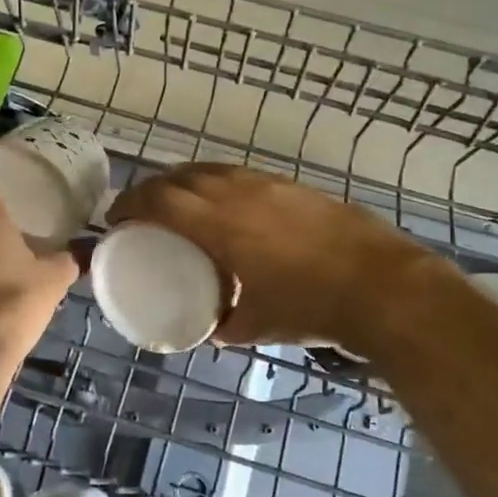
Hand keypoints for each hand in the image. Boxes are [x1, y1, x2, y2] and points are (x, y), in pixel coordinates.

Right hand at [106, 163, 443, 352]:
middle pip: (180, 176)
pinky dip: (218, 184)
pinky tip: (228, 207)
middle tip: (142, 213)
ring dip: (186, 183)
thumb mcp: (257, 325)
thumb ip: (225, 323)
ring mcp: (269, 184)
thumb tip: (210, 326)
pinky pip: (240, 175)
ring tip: (180, 206)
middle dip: (153, 190)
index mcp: (220, 224)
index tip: (115, 219)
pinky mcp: (294, 186)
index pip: (159, 200)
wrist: (382, 285)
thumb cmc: (312, 307)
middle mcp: (238, 193)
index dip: (130, 204)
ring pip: (213, 170)